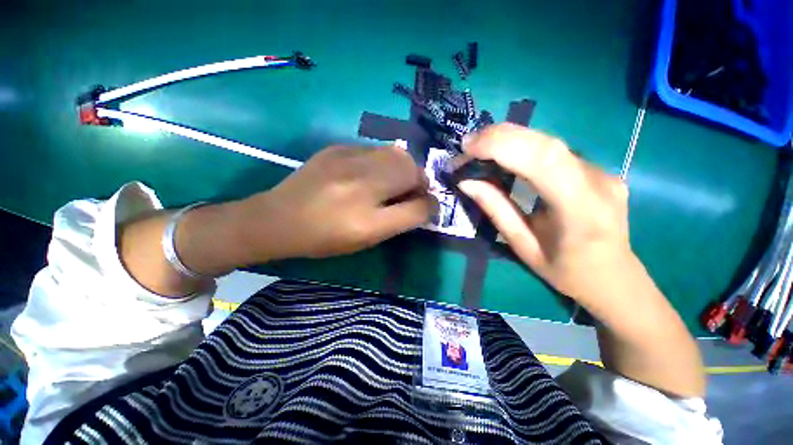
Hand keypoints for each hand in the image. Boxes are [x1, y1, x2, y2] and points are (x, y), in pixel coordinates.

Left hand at [237, 144, 435, 259]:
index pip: (418, 208)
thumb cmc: (323, 238)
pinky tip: (370, 171)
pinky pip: (375, 149)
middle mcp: (361, 188)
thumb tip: (423, 204)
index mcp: (367, 222)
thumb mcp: (365, 240)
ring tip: (393, 180)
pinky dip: (383, 161)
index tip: (428, 207)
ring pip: (398, 154)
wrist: (278, 218)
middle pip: (413, 172)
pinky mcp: (337, 148)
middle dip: (420, 182)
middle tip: (411, 191)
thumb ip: (398, 222)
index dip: (431, 207)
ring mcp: (347, 162)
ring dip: (404, 168)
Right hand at [458, 123, 631, 302]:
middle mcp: (597, 180)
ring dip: (509, 139)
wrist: (614, 278)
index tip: (467, 147)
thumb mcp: (523, 246)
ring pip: (549, 141)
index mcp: (580, 208)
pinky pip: (554, 150)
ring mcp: (601, 170)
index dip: (501, 145)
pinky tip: (505, 154)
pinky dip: (523, 146)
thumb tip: (467, 182)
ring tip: (479, 148)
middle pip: (545, 142)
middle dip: (499, 137)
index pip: (542, 159)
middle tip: (467, 145)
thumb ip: (496, 210)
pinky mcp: (597, 168)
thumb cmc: (566, 272)